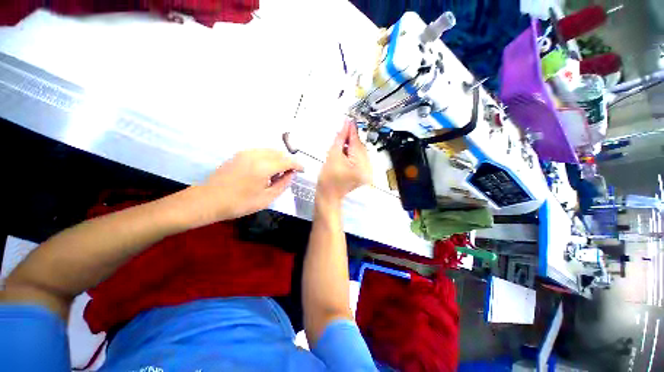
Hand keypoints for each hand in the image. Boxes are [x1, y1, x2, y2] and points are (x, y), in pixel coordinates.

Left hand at [186, 149, 302, 225]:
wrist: (208, 200)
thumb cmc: (239, 203)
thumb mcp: (266, 198)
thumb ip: (283, 184)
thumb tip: (291, 174)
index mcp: (264, 167)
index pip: (288, 161)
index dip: (298, 165)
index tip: (303, 170)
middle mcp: (257, 155)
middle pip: (280, 153)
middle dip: (289, 161)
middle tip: (291, 173)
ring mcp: (247, 152)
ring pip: (271, 150)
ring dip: (279, 158)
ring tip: (280, 172)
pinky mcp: (240, 154)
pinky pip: (261, 151)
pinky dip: (269, 157)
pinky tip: (267, 168)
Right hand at [317, 120, 371, 202]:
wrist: (328, 194)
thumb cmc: (327, 178)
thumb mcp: (332, 155)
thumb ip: (340, 139)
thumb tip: (345, 126)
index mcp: (360, 165)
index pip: (356, 143)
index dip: (352, 131)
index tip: (348, 120)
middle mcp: (368, 169)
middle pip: (360, 147)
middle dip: (351, 139)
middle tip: (342, 132)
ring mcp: (367, 172)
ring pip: (360, 152)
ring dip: (352, 146)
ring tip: (341, 144)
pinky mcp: (364, 173)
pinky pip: (360, 159)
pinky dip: (353, 153)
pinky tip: (345, 152)